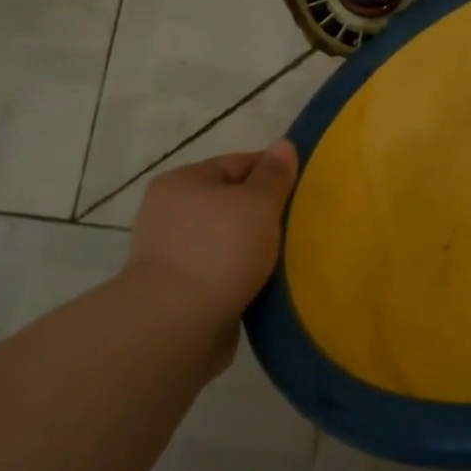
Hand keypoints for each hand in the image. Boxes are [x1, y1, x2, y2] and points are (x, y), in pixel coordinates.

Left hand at [124, 141, 299, 345]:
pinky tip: (264, 285)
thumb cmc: (220, 250)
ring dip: (251, 249)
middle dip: (262, 214)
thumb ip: (273, 174)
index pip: (237, 164)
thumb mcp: (258, 202)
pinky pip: (218, 274)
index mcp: (182, 182)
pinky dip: (239, 277)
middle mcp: (168, 213)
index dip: (272, 173)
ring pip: (225, 241)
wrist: (176, 326)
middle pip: (229, 203)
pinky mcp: (175, 293)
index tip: (302, 190)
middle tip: (297, 224)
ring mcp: (169, 255)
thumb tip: (283, 144)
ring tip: (286, 258)